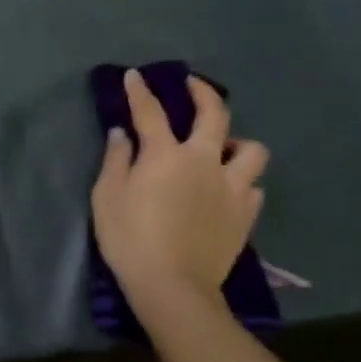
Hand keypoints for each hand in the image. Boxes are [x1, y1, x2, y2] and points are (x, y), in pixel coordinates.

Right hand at [91, 70, 267, 312]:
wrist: (172, 286)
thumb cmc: (130, 239)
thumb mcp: (107, 197)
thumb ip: (116, 160)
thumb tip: (122, 134)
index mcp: (166, 155)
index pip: (151, 112)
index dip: (141, 91)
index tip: (136, 75)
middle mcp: (204, 161)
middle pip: (214, 114)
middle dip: (203, 92)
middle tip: (193, 85)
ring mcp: (232, 187)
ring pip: (251, 149)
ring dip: (237, 143)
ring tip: (223, 150)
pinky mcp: (246, 214)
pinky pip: (253, 186)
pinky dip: (242, 181)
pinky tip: (229, 189)